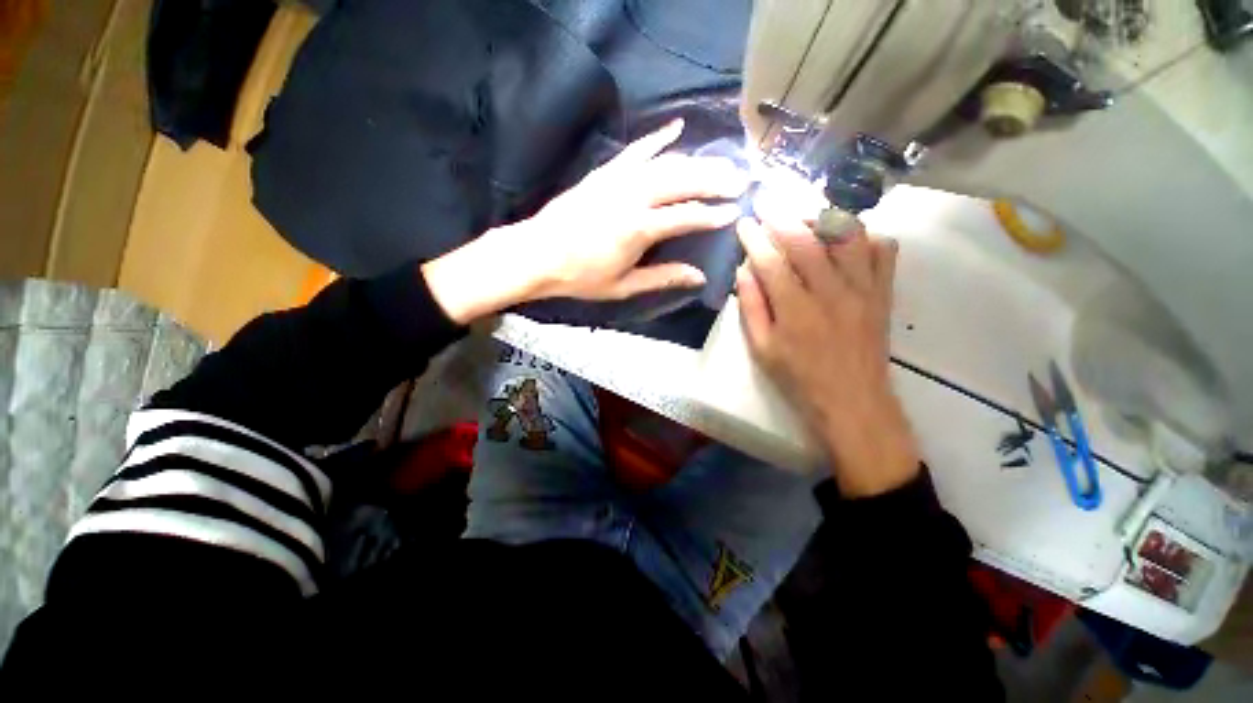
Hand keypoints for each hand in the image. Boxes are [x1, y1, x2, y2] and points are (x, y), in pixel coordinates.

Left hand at [423, 119, 748, 322]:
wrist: (538, 254)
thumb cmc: (580, 277)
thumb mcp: (623, 286)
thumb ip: (662, 277)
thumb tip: (698, 276)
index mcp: (637, 228)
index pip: (685, 215)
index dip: (711, 214)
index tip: (734, 212)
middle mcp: (631, 196)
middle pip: (681, 181)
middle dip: (714, 180)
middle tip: (740, 180)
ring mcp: (617, 179)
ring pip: (664, 163)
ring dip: (696, 161)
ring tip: (721, 163)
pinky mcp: (604, 172)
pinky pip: (636, 150)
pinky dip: (658, 138)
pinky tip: (677, 128)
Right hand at [735, 214, 920, 496]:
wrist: (853, 401)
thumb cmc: (799, 379)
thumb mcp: (762, 349)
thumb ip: (752, 308)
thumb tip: (743, 271)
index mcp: (795, 310)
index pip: (771, 261)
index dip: (755, 239)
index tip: (743, 223)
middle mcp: (831, 292)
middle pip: (806, 241)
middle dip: (782, 217)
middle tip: (767, 202)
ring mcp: (863, 290)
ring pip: (847, 236)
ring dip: (822, 217)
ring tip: (804, 214)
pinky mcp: (884, 293)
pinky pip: (883, 251)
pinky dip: (865, 236)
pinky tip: (846, 238)